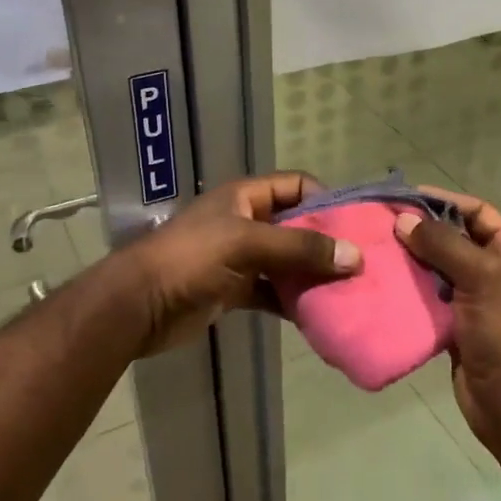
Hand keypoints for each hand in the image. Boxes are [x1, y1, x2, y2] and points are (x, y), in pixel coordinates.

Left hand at [121, 172, 361, 355]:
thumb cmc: (191, 259)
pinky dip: (292, 302)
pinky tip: (318, 315)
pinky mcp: (234, 291)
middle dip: (326, 243)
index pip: (296, 186)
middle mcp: (245, 222)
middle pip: (296, 226)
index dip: (326, 200)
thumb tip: (355, 257)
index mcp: (245, 197)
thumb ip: (300, 248)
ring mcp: (239, 258)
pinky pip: (273, 292)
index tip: (356, 225)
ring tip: (348, 291)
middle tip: (361, 264)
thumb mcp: (248, 244)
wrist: (139, 305)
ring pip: (286, 262)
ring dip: (312, 275)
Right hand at [394, 188, 500, 450]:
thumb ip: (444, 246)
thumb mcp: (483, 279)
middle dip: (423, 231)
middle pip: (456, 240)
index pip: (479, 213)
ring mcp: (477, 301)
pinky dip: (410, 290)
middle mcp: (498, 273)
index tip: (406, 197)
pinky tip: (384, 282)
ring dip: (412, 260)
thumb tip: (405, 220)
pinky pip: (430, 299)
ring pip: (439, 270)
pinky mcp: (457, 326)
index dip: (445, 201)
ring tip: (377, 249)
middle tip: (382, 223)